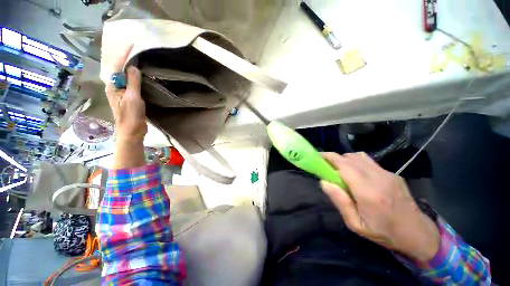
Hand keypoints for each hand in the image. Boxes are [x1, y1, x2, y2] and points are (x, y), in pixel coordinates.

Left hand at [106, 45, 146, 142]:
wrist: (132, 131)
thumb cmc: (131, 116)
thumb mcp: (132, 98)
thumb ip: (132, 82)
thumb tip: (133, 66)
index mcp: (112, 86)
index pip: (117, 66)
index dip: (124, 55)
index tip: (133, 45)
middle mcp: (115, 87)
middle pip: (120, 70)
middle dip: (127, 60)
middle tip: (138, 52)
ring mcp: (122, 93)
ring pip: (126, 77)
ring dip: (132, 69)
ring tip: (141, 62)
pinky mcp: (129, 98)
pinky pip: (132, 84)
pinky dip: (136, 78)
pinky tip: (143, 77)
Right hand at [320, 152, 439, 261]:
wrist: (417, 233)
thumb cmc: (383, 232)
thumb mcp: (356, 224)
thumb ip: (339, 201)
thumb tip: (324, 182)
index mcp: (368, 192)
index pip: (344, 165)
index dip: (329, 157)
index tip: (318, 157)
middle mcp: (378, 178)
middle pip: (350, 157)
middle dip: (335, 158)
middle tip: (327, 167)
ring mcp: (387, 173)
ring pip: (359, 156)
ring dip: (345, 159)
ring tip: (341, 170)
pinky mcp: (392, 173)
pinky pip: (368, 161)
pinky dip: (356, 163)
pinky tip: (357, 175)